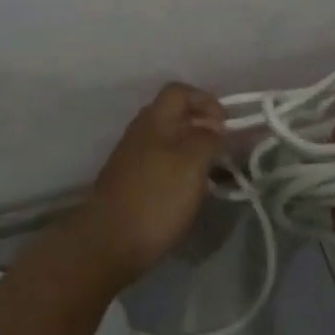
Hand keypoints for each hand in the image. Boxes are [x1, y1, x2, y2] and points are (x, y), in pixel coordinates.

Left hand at [75, 83, 227, 286]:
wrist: (107, 243)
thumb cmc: (156, 197)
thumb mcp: (193, 162)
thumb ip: (209, 138)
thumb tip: (215, 128)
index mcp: (155, 120)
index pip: (180, 91)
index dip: (206, 101)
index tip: (227, 126)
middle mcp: (141, 133)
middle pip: (176, 117)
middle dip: (204, 128)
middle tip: (225, 150)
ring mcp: (133, 160)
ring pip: (170, 144)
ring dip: (195, 153)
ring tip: (214, 175)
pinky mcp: (131, 185)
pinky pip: (163, 167)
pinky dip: (182, 173)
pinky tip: (193, 194)